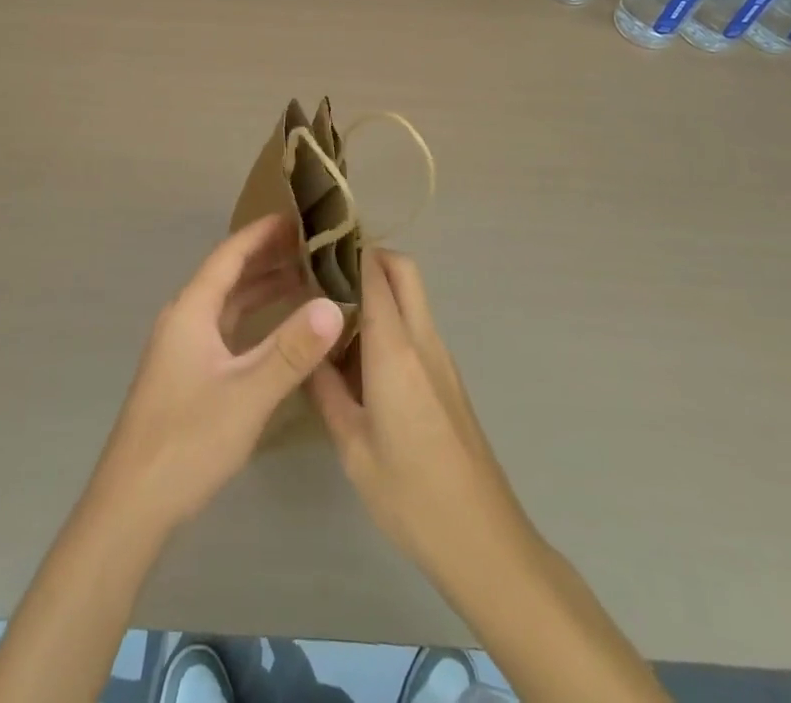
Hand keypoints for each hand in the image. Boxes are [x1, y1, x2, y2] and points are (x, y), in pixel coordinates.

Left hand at [89, 212, 345, 536]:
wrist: (132, 504)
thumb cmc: (188, 441)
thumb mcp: (248, 394)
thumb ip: (291, 350)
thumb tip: (334, 305)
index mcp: (191, 310)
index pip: (229, 255)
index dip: (262, 233)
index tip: (297, 215)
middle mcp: (185, 319)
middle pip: (229, 275)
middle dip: (268, 257)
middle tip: (313, 245)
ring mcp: (184, 348)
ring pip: (229, 304)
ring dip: (263, 288)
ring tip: (307, 278)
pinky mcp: (188, 374)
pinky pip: (227, 329)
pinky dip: (255, 319)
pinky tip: (280, 329)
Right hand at [308, 249, 534, 585]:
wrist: (485, 542)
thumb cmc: (412, 496)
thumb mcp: (352, 448)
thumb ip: (325, 391)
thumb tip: (305, 351)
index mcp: (396, 350)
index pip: (373, 273)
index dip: (345, 250)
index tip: (311, 248)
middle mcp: (423, 340)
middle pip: (402, 269)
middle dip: (366, 256)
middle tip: (324, 275)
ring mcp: (441, 357)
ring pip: (411, 296)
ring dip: (377, 290)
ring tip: (330, 316)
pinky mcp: (447, 377)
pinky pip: (416, 326)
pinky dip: (389, 321)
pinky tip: (358, 360)